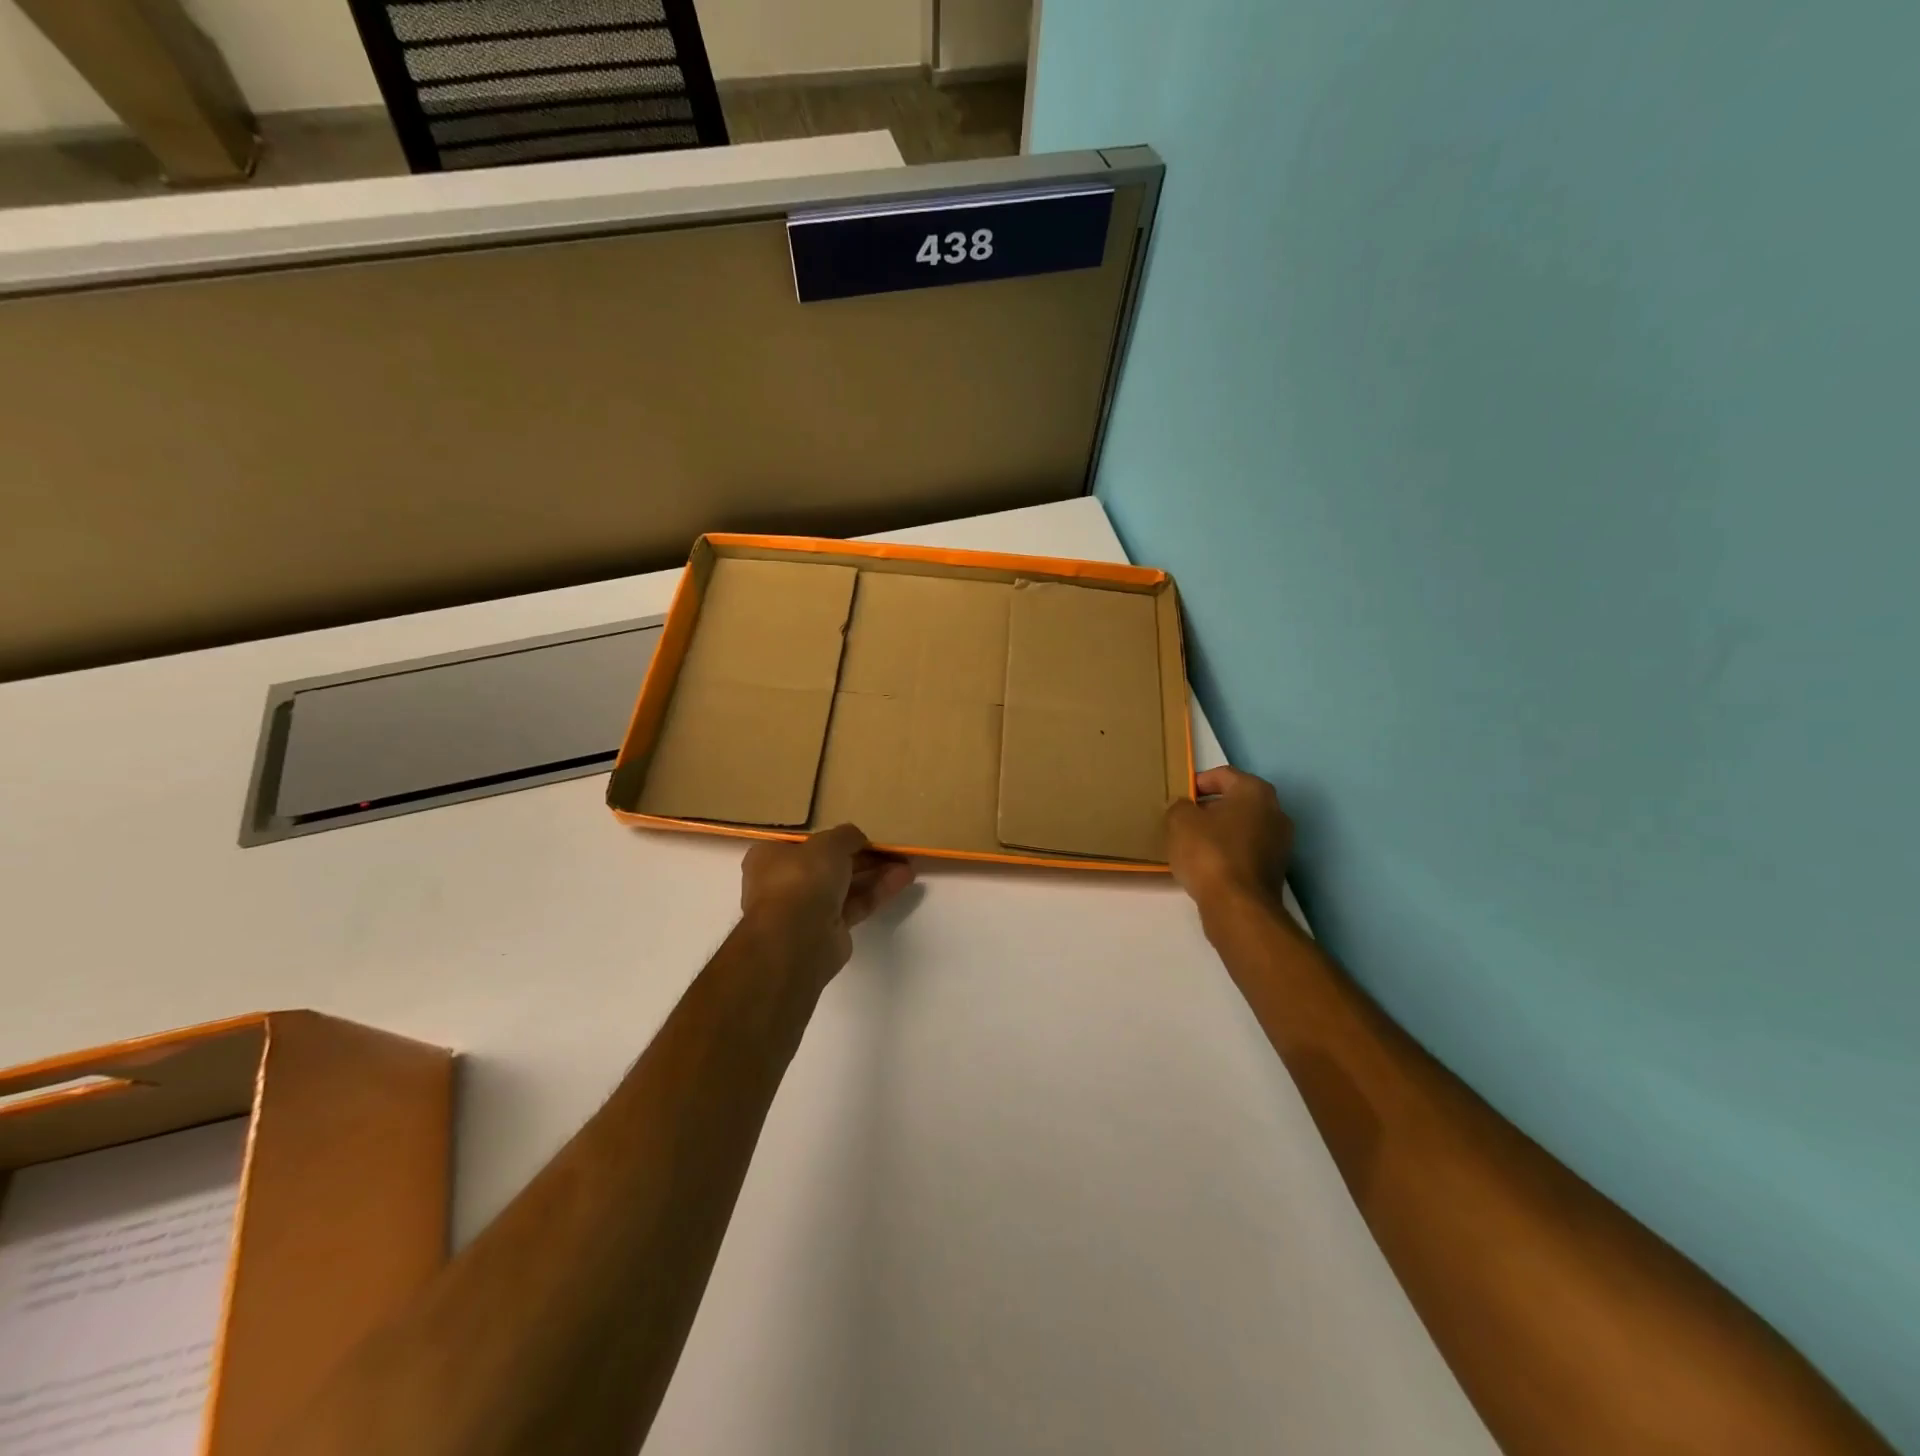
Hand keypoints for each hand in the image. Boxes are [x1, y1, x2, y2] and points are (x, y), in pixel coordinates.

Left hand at [739, 824, 914, 981]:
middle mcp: (785, 882)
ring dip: (875, 872)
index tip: (858, 832)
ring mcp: (807, 908)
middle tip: (890, 846)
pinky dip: (878, 891)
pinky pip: (856, 904)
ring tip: (906, 861)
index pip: (804, 841)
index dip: (832, 836)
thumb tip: (857, 838)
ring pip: (846, 884)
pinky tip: (904, 878)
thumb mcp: (828, 843)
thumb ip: (846, 836)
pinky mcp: (829, 929)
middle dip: (862, 855)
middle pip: (829, 864)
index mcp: (771, 856)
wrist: (797, 938)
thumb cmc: (802, 878)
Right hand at [1164, 766, 1293, 912]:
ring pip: (1242, 827)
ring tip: (1192, 844)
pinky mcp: (1276, 869)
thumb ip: (1179, 806)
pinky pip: (1247, 850)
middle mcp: (1275, 811)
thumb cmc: (1209, 853)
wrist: (1238, 907)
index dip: (1197, 782)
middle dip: (1210, 808)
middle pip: (1236, 800)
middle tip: (1183, 819)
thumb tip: (1185, 808)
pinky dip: (1229, 852)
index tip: (1179, 797)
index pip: (1223, 775)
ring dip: (1220, 831)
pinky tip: (1207, 864)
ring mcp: (1280, 842)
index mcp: (1255, 791)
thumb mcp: (1179, 821)